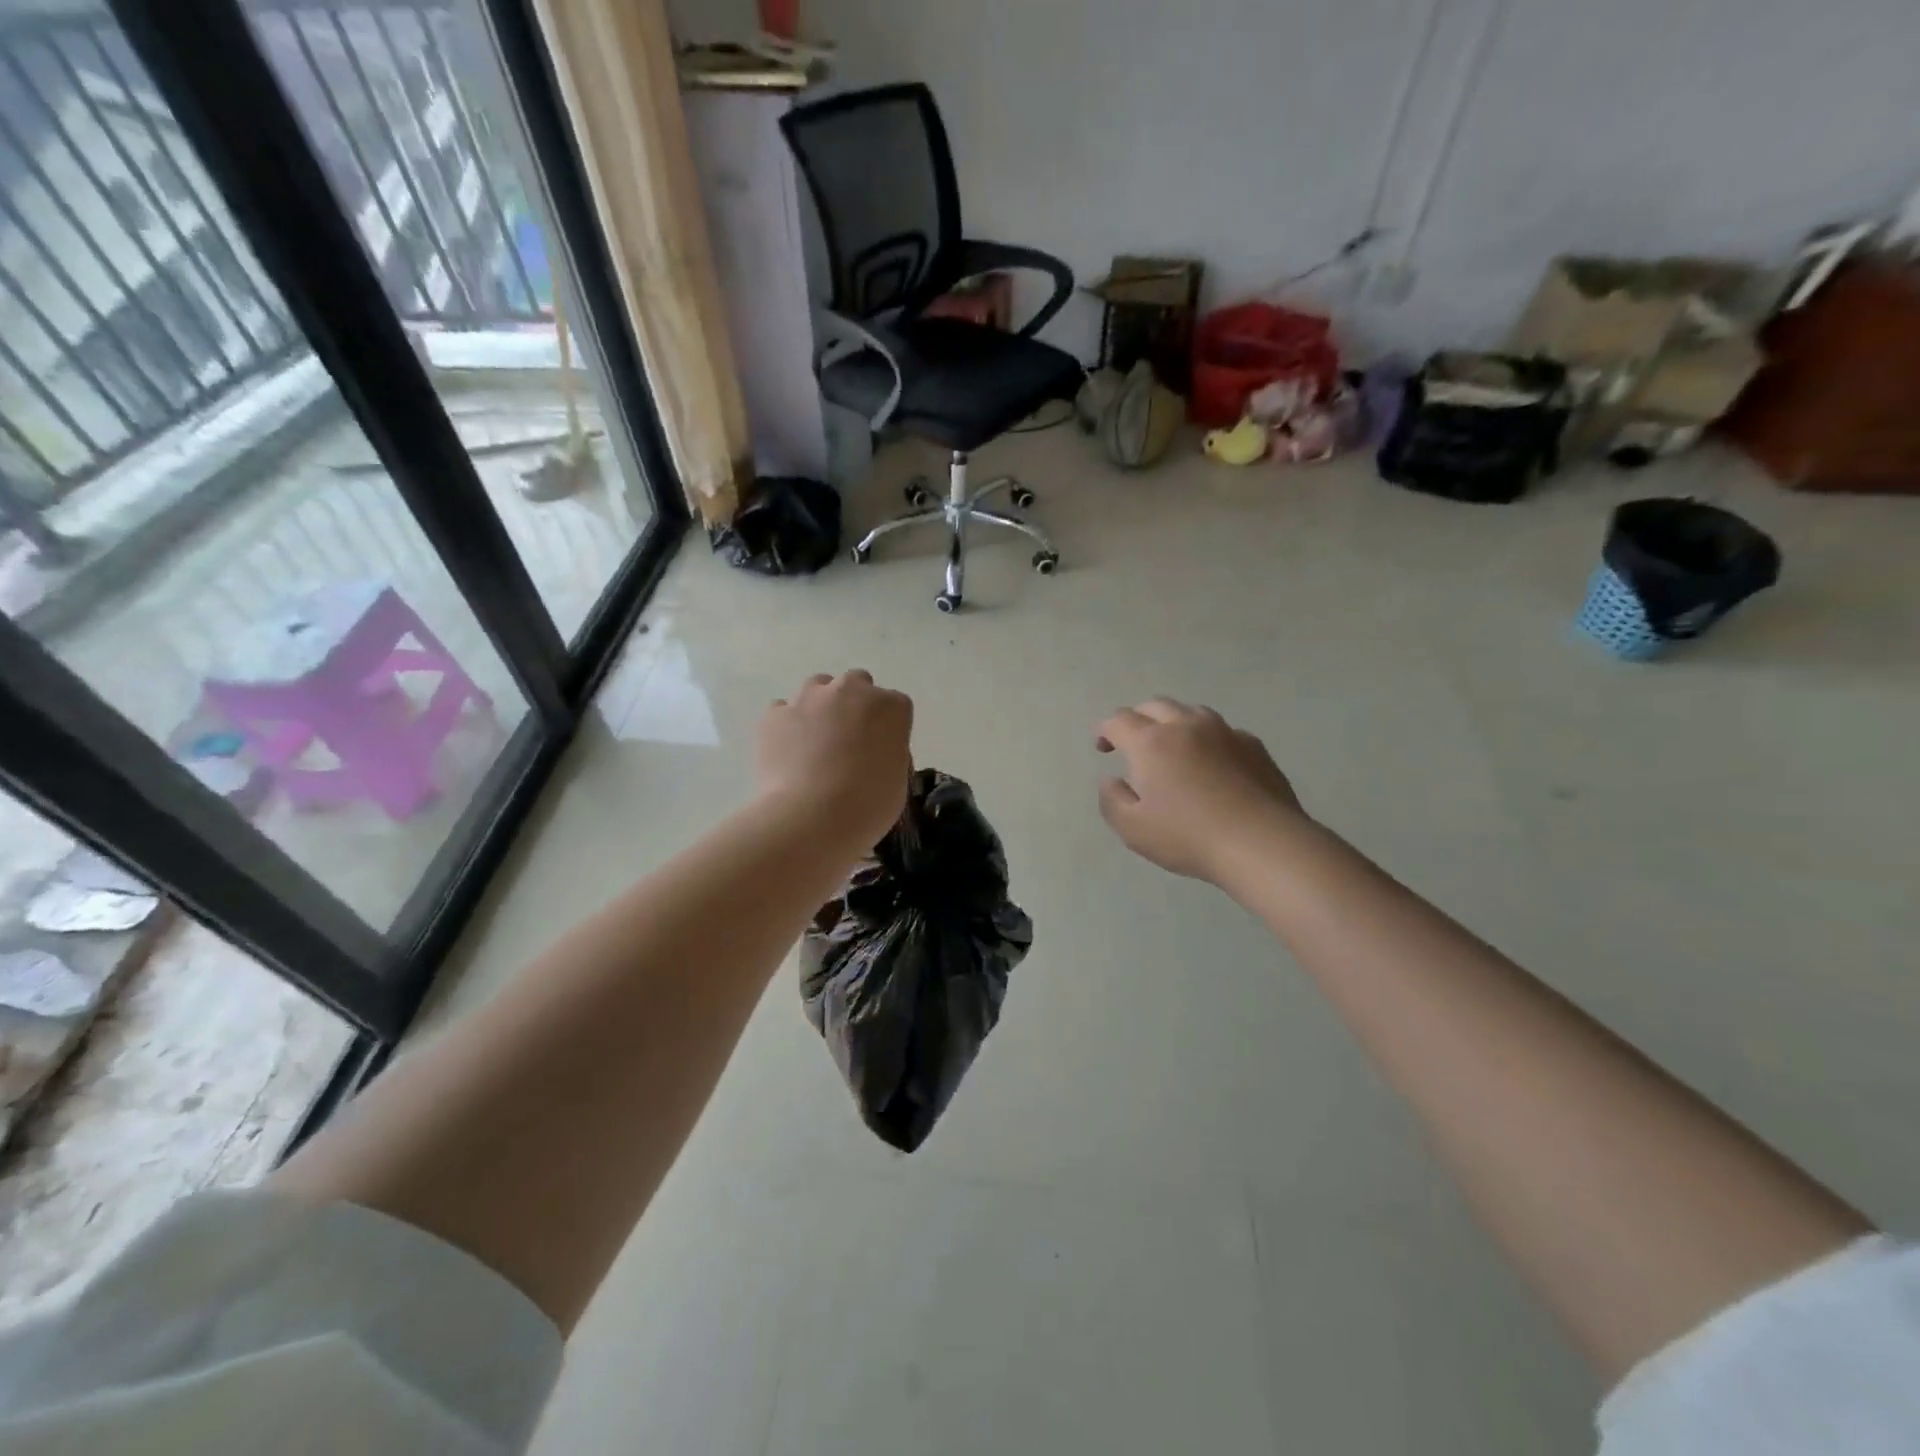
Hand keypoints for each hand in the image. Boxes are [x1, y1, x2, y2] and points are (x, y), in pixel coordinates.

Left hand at [758, 671, 913, 853]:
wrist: (812, 816)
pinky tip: (788, 753)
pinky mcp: (775, 714)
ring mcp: (809, 698)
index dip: (887, 728)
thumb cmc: (868, 804)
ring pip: (816, 688)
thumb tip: (874, 753)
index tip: (881, 751)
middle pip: (856, 684)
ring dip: (819, 707)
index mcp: (890, 707)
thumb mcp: (898, 780)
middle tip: (848, 741)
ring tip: (814, 743)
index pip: (895, 706)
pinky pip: (783, 712)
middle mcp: (851, 690)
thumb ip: (889, 754)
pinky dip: (787, 726)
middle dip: (853, 705)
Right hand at [1095, 697, 1305, 882]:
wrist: (1261, 843)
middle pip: (1154, 706)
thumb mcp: (1132, 829)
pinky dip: (1207, 739)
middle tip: (1132, 742)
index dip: (1105, 730)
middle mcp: (1186, 726)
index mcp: (1151, 742)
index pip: (1119, 720)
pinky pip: (1222, 731)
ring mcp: (1224, 732)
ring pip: (1190, 711)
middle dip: (1137, 719)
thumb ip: (1112, 799)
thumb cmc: (1188, 837)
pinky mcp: (1253, 745)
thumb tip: (1112, 780)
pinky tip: (1212, 763)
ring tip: (1172, 747)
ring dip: (1173, 723)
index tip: (1103, 747)